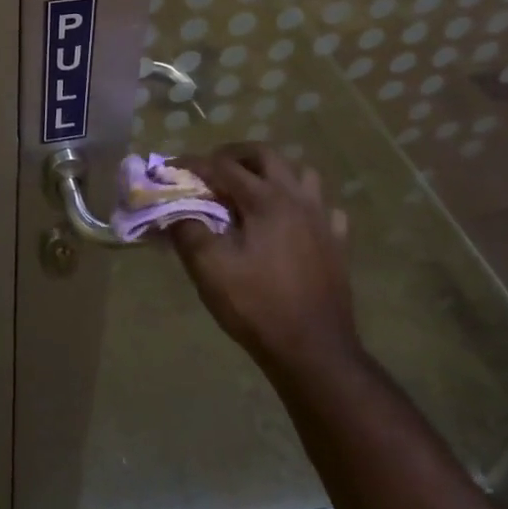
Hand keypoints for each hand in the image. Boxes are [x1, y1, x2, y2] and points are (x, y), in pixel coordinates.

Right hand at [171, 143, 361, 378]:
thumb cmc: (257, 306)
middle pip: (266, 155)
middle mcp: (297, 199)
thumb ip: (186, 229)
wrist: (313, 353)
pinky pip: (324, 209)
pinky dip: (304, 205)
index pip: (223, 166)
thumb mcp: (209, 268)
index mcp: (265, 200)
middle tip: (213, 170)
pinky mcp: (337, 244)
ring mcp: (322, 220)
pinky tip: (291, 222)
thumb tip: (172, 207)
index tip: (170, 170)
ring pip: (301, 174)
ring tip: (252, 191)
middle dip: (235, 155)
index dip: (193, 164)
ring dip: (274, 174)